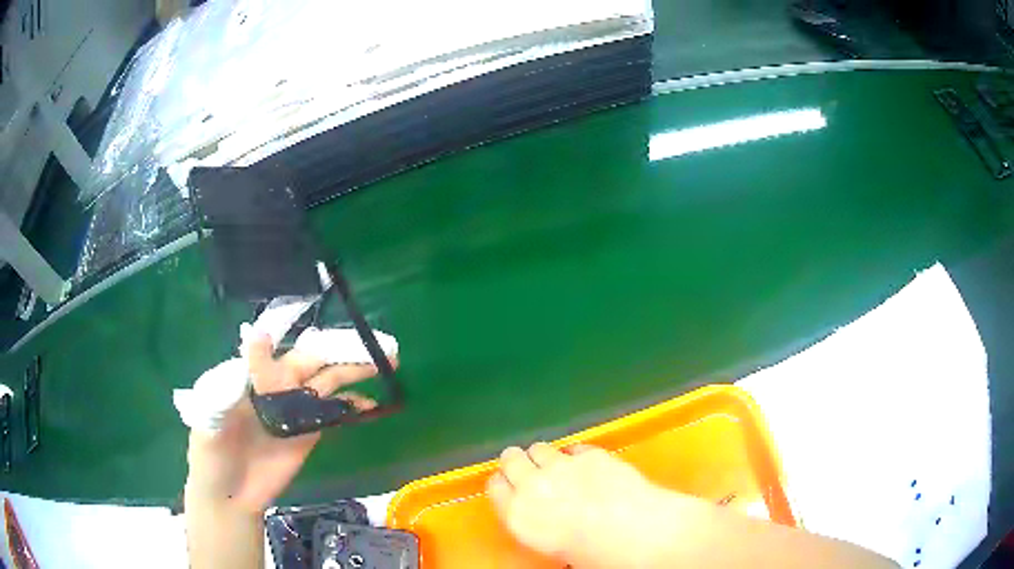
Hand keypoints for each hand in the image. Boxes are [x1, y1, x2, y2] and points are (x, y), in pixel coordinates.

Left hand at [185, 334, 394, 513]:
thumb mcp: (208, 422)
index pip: (273, 347)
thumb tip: (252, 345)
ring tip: (383, 362)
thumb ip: (227, 388)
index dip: (296, 332)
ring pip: (326, 383)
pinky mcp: (308, 434)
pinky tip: (370, 403)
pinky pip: (333, 414)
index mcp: (249, 378)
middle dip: (338, 349)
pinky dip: (353, 407)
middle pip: (309, 361)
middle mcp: (274, 387)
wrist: (229, 498)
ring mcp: (294, 411)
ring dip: (352, 371)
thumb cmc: (210, 456)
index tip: (317, 321)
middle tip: (371, 342)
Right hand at [486, 443, 658, 564]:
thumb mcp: (552, 547)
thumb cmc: (593, 554)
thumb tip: (544, 515)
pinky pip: (573, 449)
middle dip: (518, 462)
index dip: (503, 484)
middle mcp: (532, 485)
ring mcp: (561, 465)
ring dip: (545, 456)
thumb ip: (537, 523)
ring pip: (539, 448)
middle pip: (511, 459)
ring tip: (559, 467)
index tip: (510, 485)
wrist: (634, 532)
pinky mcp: (590, 453)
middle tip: (529, 469)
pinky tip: (589, 467)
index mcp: (518, 515)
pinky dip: (577, 456)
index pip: (495, 487)